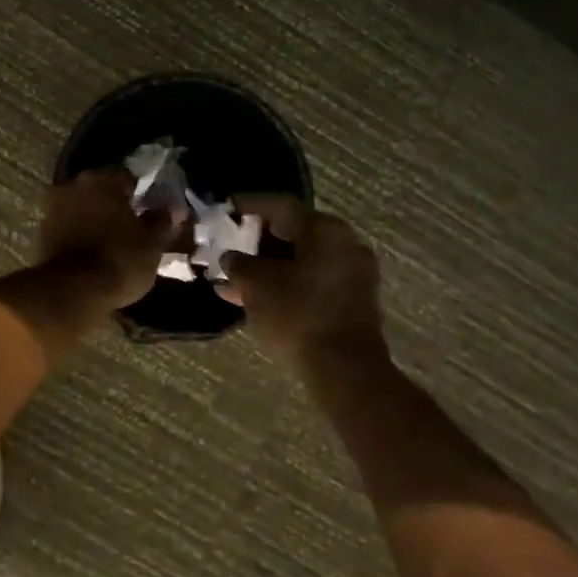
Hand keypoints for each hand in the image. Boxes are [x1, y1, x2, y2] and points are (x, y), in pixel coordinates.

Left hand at [36, 169, 178, 311]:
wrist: (69, 293)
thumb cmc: (118, 262)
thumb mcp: (152, 245)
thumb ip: (163, 222)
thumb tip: (173, 208)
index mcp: (103, 180)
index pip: (128, 176)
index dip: (142, 193)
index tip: (151, 210)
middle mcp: (74, 185)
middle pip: (101, 190)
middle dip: (115, 204)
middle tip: (132, 226)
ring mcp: (52, 208)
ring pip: (81, 207)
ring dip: (94, 218)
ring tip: (111, 242)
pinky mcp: (40, 233)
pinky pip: (66, 227)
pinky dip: (78, 234)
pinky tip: (91, 252)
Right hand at [219, 196, 384, 365]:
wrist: (345, 371)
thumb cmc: (298, 315)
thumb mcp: (256, 284)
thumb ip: (238, 264)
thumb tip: (230, 257)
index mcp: (325, 229)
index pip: (280, 206)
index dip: (248, 205)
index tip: (225, 208)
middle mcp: (344, 244)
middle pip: (292, 233)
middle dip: (255, 242)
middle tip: (227, 246)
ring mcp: (351, 274)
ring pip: (299, 261)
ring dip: (266, 268)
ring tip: (231, 280)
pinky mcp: (351, 302)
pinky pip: (310, 282)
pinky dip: (283, 285)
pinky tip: (253, 299)